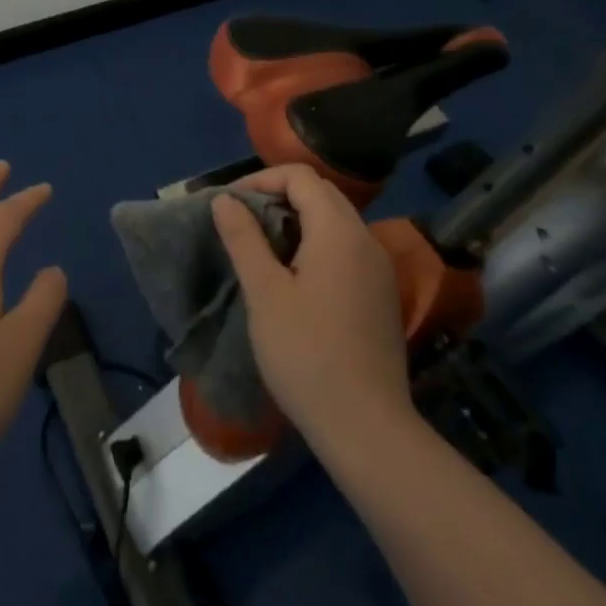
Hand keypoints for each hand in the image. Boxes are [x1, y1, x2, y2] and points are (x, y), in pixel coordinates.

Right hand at [210, 164, 413, 444]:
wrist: (368, 430)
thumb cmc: (307, 355)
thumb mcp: (263, 292)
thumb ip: (243, 238)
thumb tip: (225, 200)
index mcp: (338, 230)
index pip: (300, 176)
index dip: (260, 180)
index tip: (229, 205)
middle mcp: (365, 239)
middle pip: (320, 193)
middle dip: (277, 196)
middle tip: (242, 221)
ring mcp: (378, 268)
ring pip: (334, 220)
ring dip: (296, 220)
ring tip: (261, 247)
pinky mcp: (380, 295)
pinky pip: (345, 248)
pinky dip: (315, 243)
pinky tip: (294, 277)